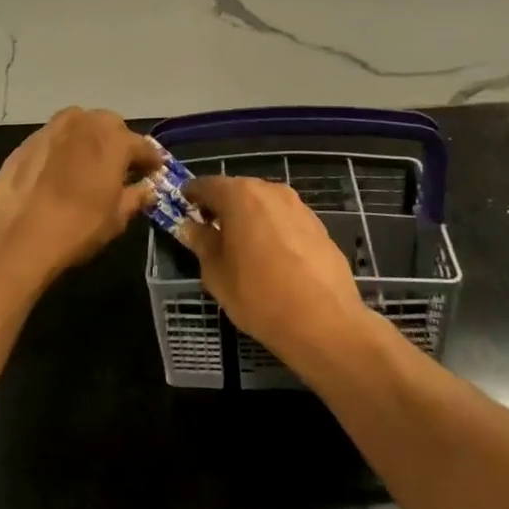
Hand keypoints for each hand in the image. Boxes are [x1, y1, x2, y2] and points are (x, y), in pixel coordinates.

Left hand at [0, 107, 160, 285]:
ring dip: (88, 142)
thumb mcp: (116, 218)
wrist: (15, 236)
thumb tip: (146, 189)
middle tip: (119, 169)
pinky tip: (58, 175)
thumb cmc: (77, 226)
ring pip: (79, 127)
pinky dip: (62, 151)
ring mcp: (51, 129)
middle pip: (109, 126)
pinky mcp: (26, 142)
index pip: (142, 145)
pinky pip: (54, 140)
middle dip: (117, 144)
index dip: (150, 160)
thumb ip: (135, 197)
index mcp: (113, 138)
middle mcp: (84, 123)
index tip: (154, 171)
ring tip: (88, 168)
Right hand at [179, 176, 370, 365]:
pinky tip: (273, 260)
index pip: (206, 185)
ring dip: (249, 219)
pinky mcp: (319, 225)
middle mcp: (270, 190)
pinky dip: (273, 231)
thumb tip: (190, 227)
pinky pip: (285, 221)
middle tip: (210, 233)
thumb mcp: (216, 273)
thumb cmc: (259, 296)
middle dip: (222, 208)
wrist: (325, 323)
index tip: (183, 210)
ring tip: (242, 250)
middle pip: (237, 191)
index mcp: (240, 195)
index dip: (191, 196)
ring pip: (264, 205)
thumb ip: (201, 243)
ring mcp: (299, 206)